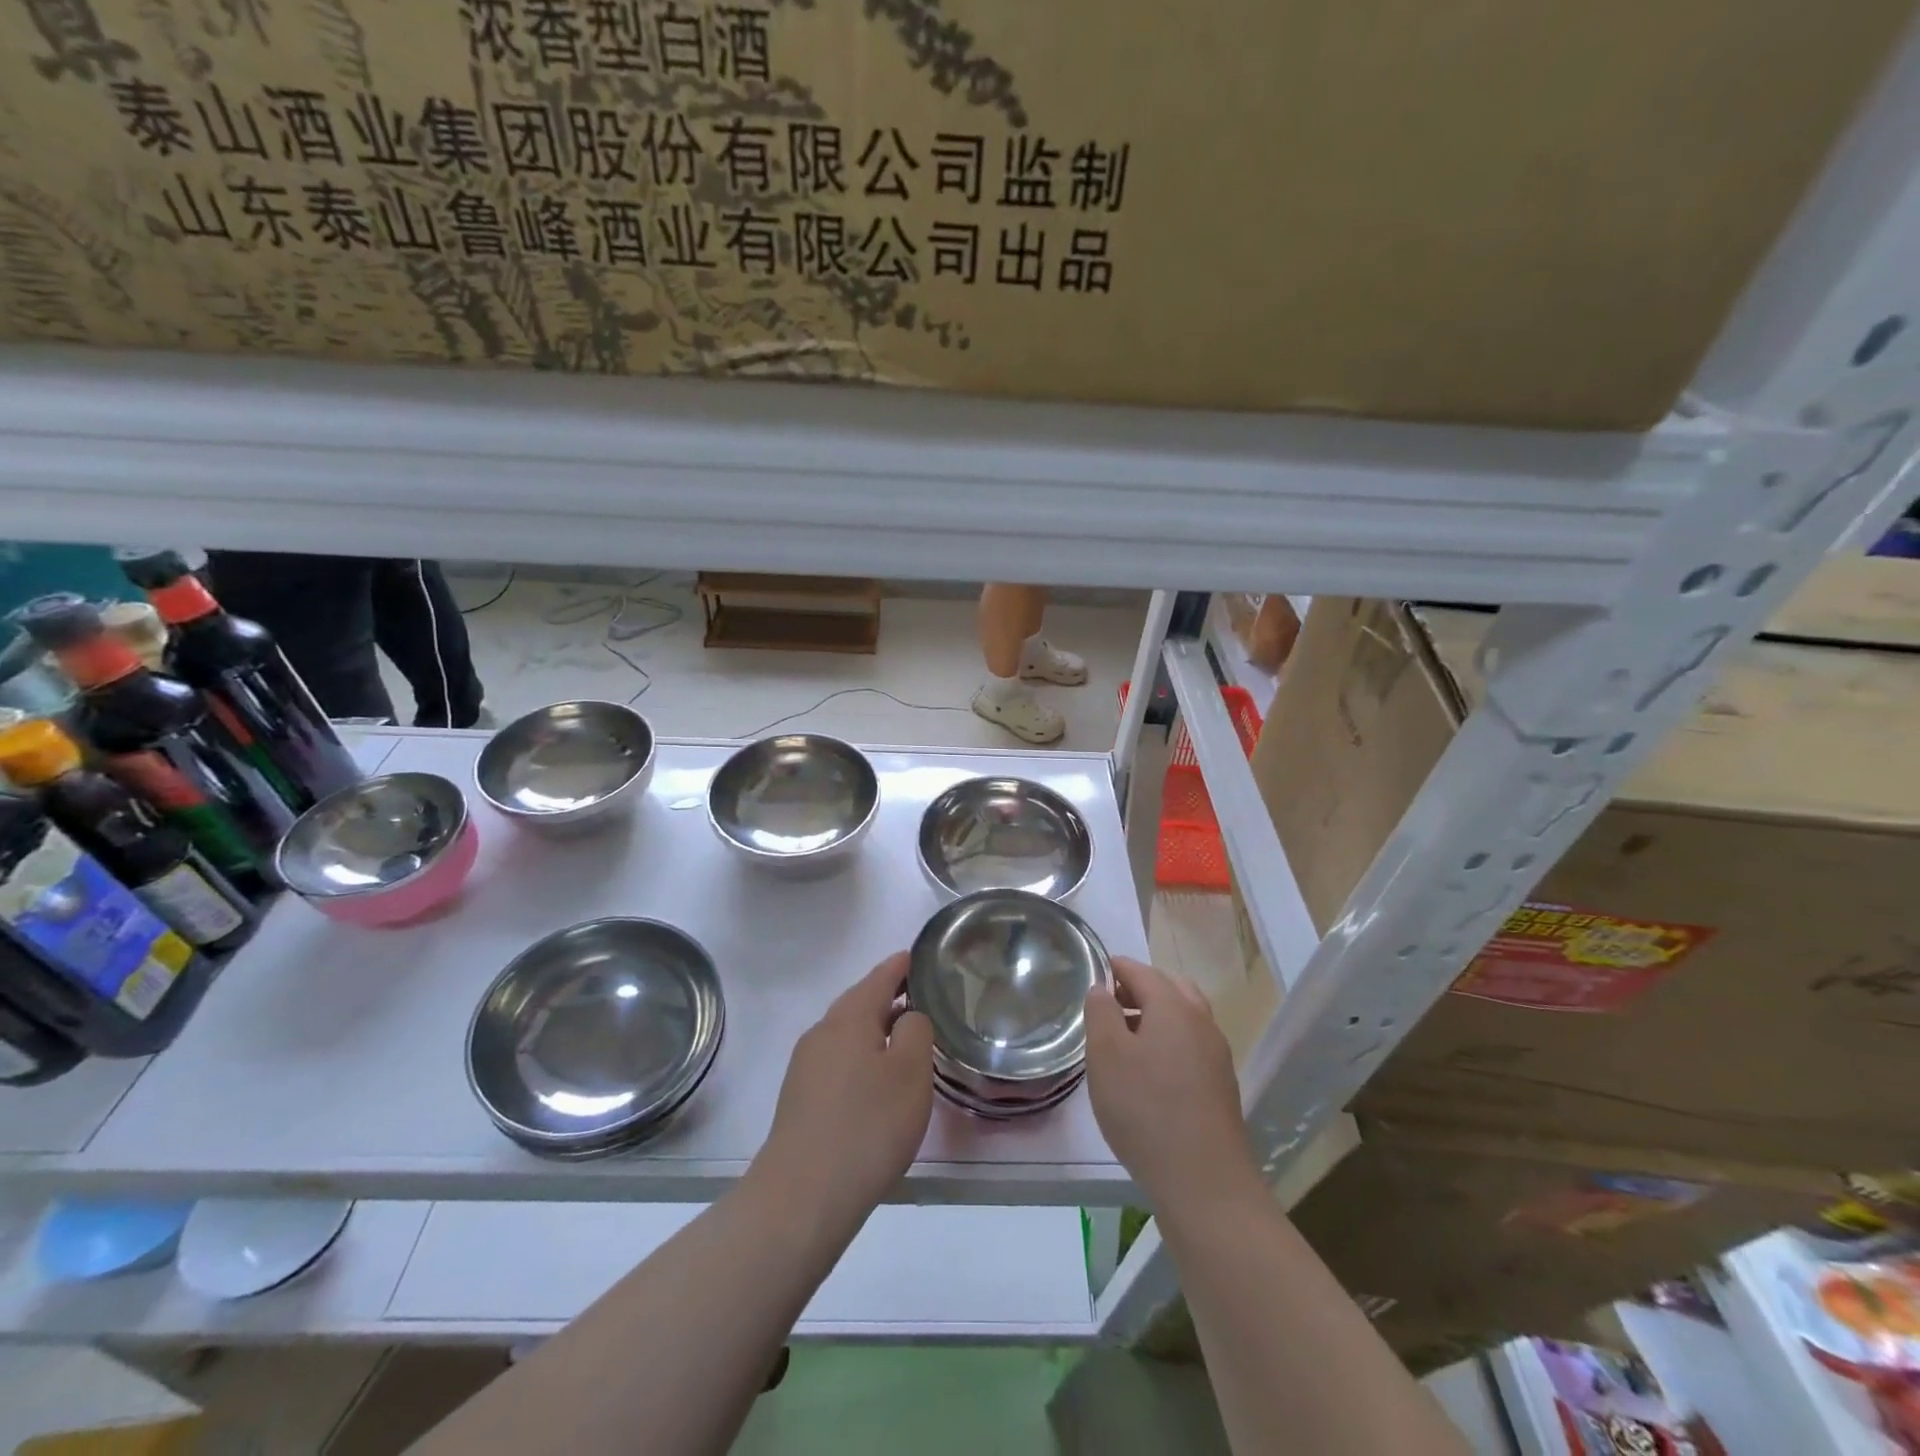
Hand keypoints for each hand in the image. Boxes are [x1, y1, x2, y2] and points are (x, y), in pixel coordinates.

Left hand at [753, 952, 933, 1226]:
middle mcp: (822, 1033)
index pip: (879, 977)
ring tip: (904, 1039)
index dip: (901, 966)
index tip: (918, 956)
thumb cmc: (868, 1125)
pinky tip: (876, 1081)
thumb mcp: (910, 1072)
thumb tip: (907, 1016)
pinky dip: (861, 1058)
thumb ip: (916, 1030)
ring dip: (875, 1030)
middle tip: (920, 997)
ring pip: (847, 1034)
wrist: (802, 1196)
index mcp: (849, 1018)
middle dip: (888, 997)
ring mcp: (806, 1067)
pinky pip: (838, 1062)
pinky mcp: (801, 1099)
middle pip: (859, 1003)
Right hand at [1085, 957, 1261, 1212]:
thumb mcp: (1106, 1055)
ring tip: (1124, 1038)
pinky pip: (1191, 1045)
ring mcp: (1216, 1054)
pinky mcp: (1221, 1085)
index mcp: (1173, 1006)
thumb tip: (1102, 988)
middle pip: (1169, 988)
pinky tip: (1149, 1071)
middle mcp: (1201, 1021)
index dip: (1114, 967)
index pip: (1141, 971)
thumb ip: (1100, 1013)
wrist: (1205, 1182)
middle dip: (1138, 988)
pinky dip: (1169, 1041)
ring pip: (1184, 1017)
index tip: (1091, 972)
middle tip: (1108, 1003)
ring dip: (1155, 1016)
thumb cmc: (1145, 1109)